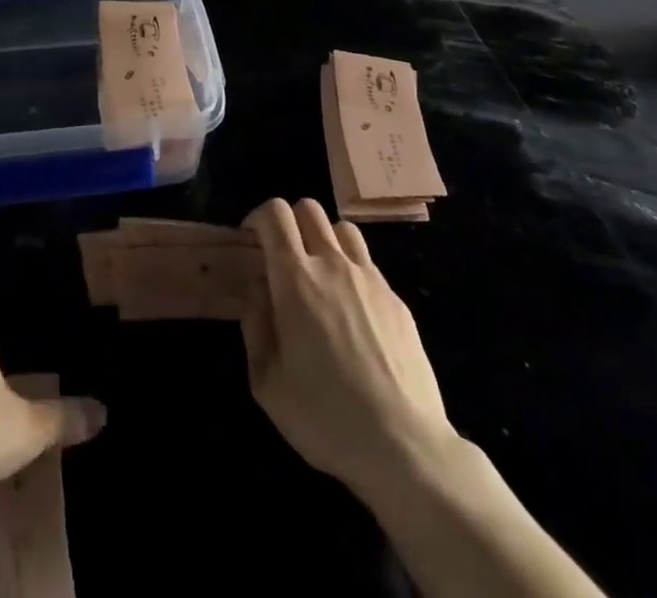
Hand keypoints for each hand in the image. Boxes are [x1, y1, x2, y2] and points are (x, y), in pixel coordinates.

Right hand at [240, 197, 458, 498]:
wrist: (405, 447)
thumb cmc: (326, 417)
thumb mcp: (267, 382)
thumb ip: (254, 324)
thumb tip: (258, 287)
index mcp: (296, 279)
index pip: (275, 214)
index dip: (257, 218)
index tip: (251, 242)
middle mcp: (333, 264)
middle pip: (308, 208)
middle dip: (289, 222)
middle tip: (282, 256)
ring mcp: (369, 279)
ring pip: (342, 228)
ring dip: (323, 239)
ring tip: (319, 274)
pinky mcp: (396, 300)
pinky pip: (367, 264)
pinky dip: (350, 270)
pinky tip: (351, 310)